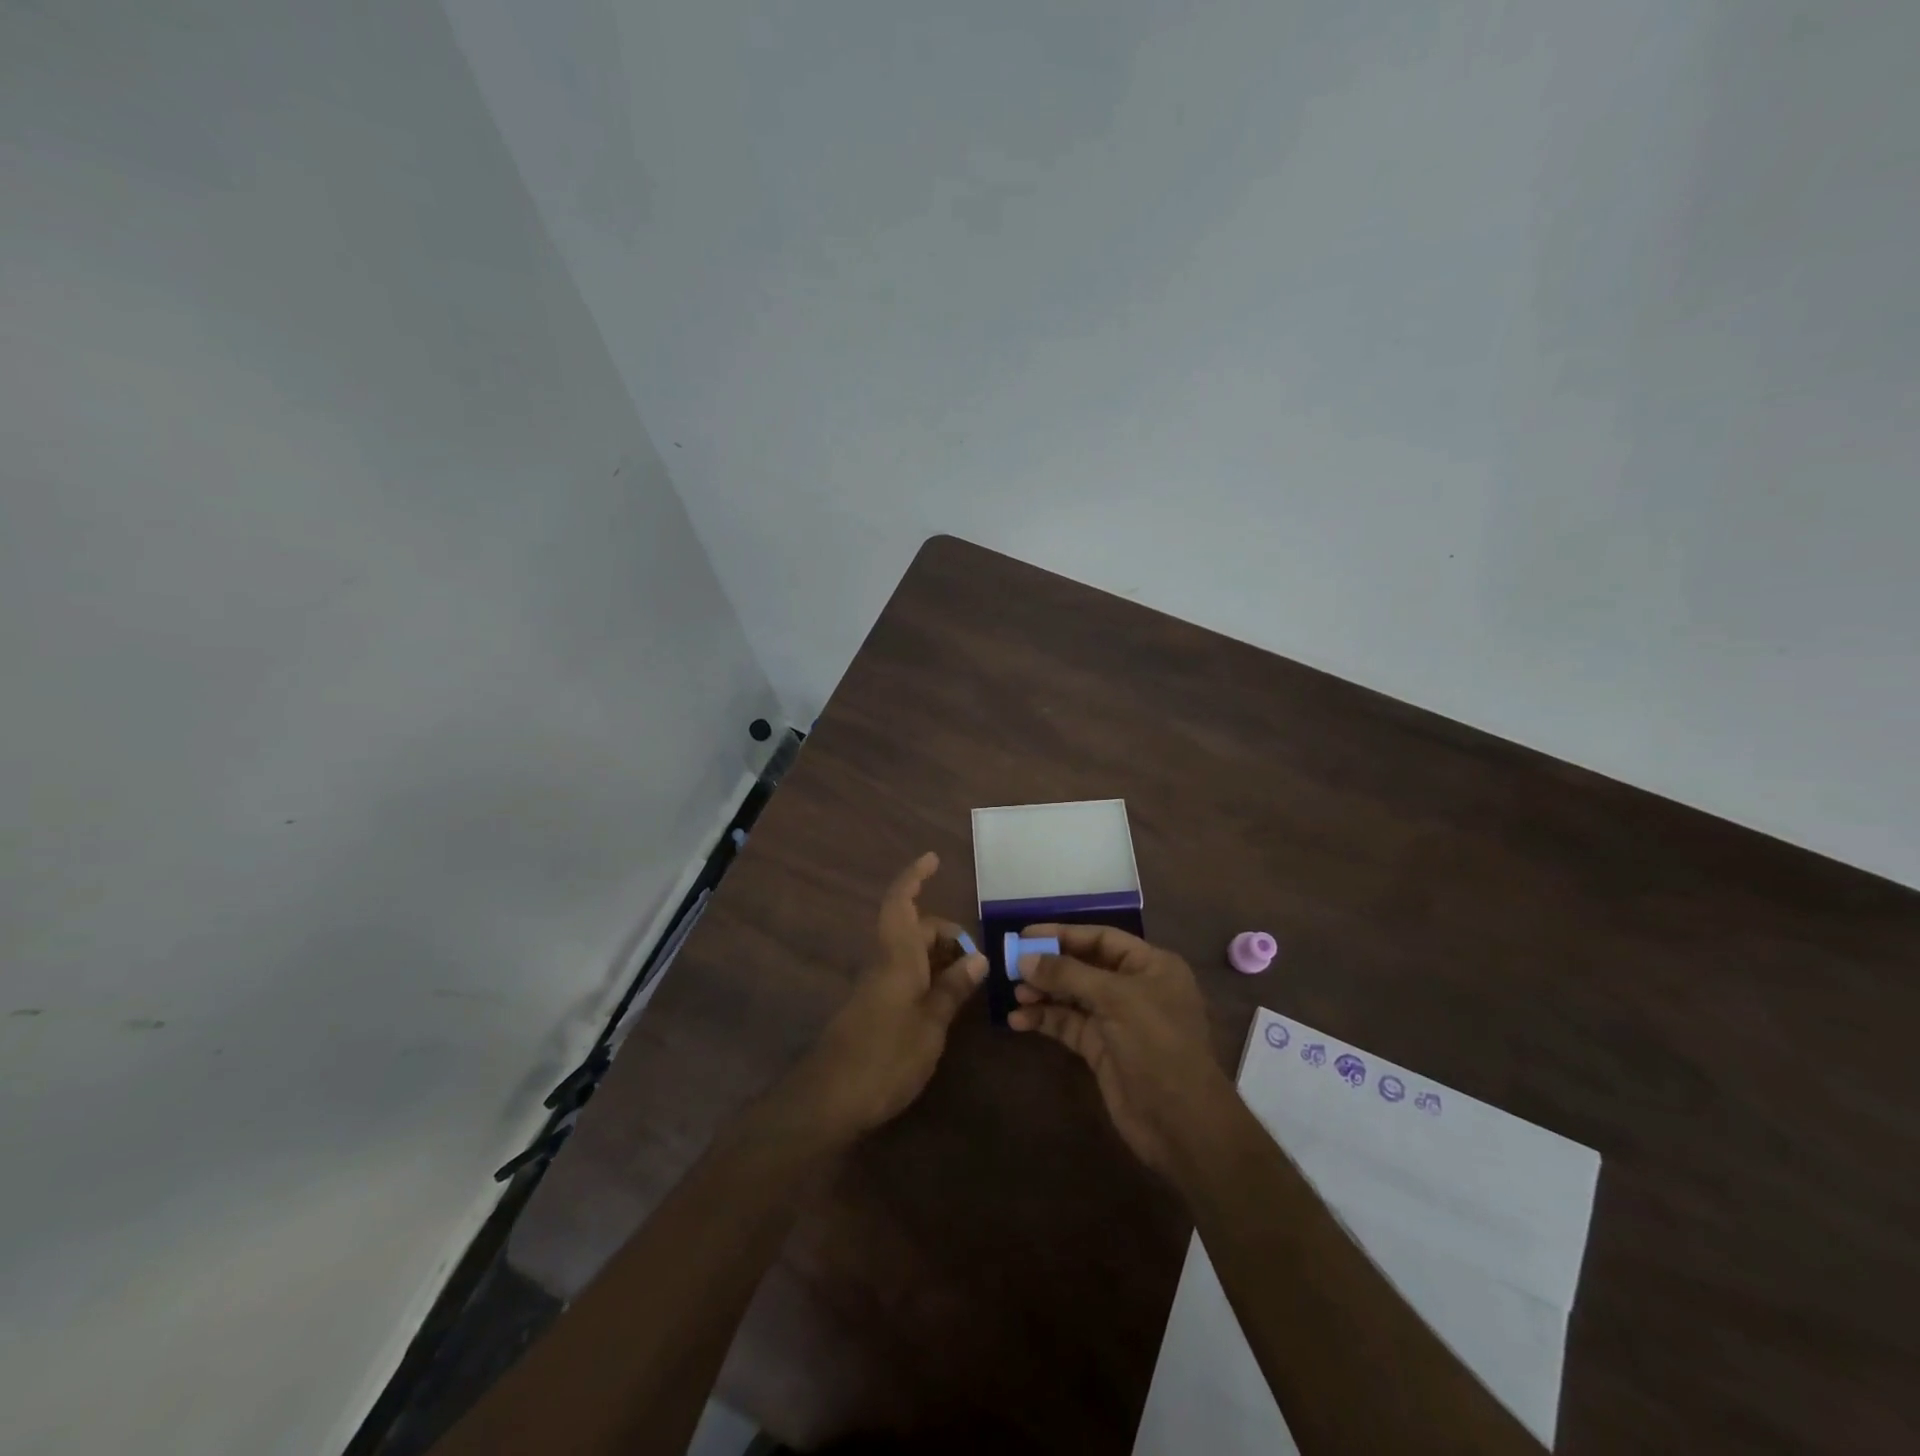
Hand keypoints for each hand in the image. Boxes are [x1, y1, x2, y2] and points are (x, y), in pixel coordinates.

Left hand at [787, 853, 986, 1140]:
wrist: (830, 1099)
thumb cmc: (885, 1056)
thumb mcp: (931, 1024)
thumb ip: (953, 988)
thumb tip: (978, 956)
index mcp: (896, 956)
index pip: (901, 902)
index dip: (914, 877)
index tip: (932, 858)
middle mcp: (884, 963)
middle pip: (914, 929)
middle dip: (945, 932)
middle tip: (977, 957)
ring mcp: (876, 986)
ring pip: (910, 953)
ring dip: (938, 957)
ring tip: (970, 979)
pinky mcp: (873, 1008)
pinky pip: (904, 976)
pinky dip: (928, 977)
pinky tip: (946, 1001)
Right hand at [1009, 925, 1233, 1173]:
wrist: (1181, 1123)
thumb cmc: (1157, 1045)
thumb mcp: (1116, 999)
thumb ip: (1068, 975)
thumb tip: (1024, 959)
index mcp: (1151, 965)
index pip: (1101, 938)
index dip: (1063, 934)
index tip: (1025, 934)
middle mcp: (1134, 988)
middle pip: (1083, 966)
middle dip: (1049, 966)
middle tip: (1011, 965)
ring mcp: (1117, 1020)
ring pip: (1072, 997)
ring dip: (1043, 994)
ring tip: (1014, 995)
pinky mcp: (1102, 1050)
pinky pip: (1068, 1025)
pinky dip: (1045, 1020)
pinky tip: (1018, 1021)